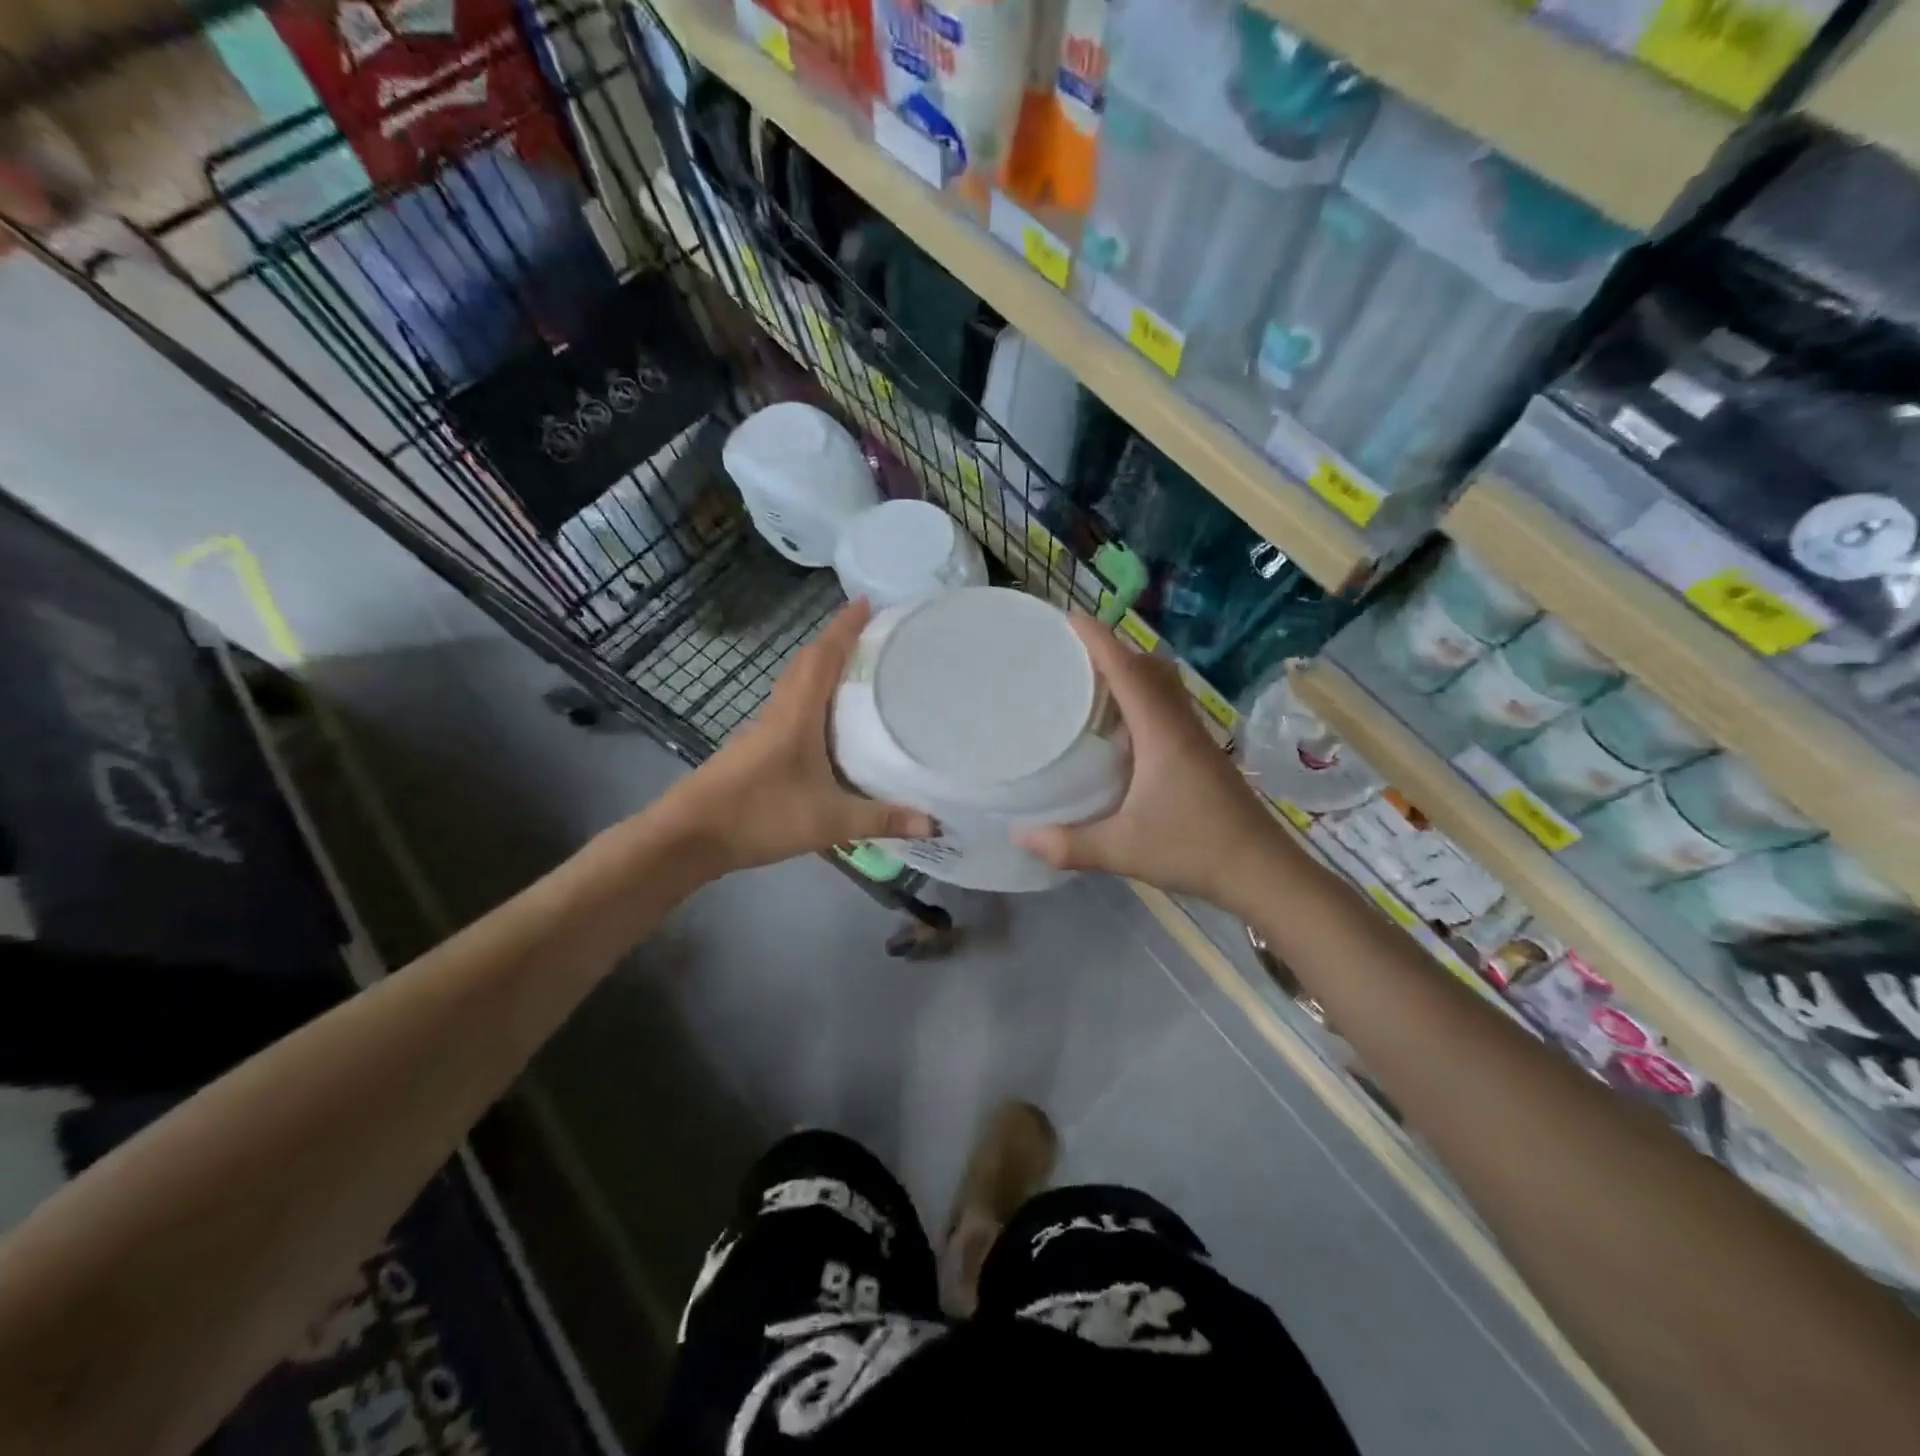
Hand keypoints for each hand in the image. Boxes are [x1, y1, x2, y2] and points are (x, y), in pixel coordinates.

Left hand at [663, 600, 933, 872]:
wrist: (690, 836)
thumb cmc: (760, 816)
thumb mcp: (830, 822)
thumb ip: (881, 819)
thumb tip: (934, 822)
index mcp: (797, 715)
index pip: (823, 658)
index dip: (844, 628)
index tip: (866, 602)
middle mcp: (778, 713)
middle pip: (806, 663)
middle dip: (835, 641)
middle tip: (869, 634)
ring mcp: (762, 730)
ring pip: (794, 685)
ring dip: (820, 668)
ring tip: (854, 669)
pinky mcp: (754, 749)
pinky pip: (788, 708)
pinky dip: (810, 697)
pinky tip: (825, 720)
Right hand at [1017, 615, 1288, 903]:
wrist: (1263, 872)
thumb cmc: (1194, 849)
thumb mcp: (1123, 849)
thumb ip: (1068, 844)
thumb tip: (1019, 837)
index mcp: (1161, 733)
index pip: (1128, 671)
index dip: (1099, 640)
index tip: (1070, 618)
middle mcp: (1180, 726)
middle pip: (1150, 668)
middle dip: (1113, 651)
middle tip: (1072, 655)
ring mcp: (1197, 740)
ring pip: (1164, 687)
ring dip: (1132, 674)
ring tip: (1092, 685)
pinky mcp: (1203, 757)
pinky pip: (1169, 709)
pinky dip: (1143, 701)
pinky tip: (1122, 733)